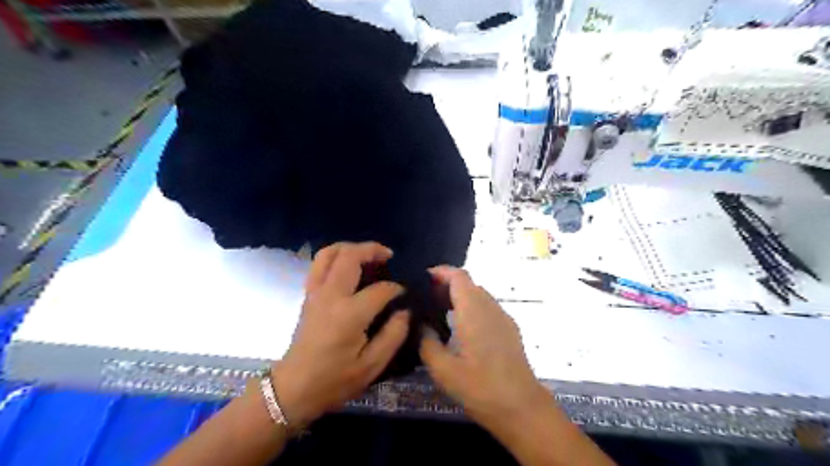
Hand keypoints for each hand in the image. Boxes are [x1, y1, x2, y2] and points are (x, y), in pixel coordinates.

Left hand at [274, 242, 409, 430]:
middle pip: (350, 256)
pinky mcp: (308, 294)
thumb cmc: (334, 380)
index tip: (405, 295)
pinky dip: (336, 256)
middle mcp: (331, 296)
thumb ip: (393, 335)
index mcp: (350, 314)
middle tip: (389, 255)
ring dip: (351, 247)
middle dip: (372, 250)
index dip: (396, 289)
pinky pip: (319, 264)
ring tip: (368, 254)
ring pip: (329, 253)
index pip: (380, 289)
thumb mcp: (372, 366)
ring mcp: (315, 292)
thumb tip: (405, 311)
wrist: (294, 388)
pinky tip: (348, 265)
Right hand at [418, 266, 548, 428]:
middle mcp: (490, 308)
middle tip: (426, 299)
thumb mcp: (443, 370)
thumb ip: (427, 342)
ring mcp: (503, 318)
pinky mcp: (509, 329)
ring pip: (478, 295)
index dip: (441, 272)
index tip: (423, 279)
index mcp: (473, 312)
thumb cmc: (480, 388)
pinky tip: (461, 328)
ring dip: (459, 296)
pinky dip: (471, 307)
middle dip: (446, 285)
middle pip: (468, 283)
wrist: (521, 407)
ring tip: (440, 312)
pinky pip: (487, 307)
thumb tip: (421, 325)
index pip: (459, 277)